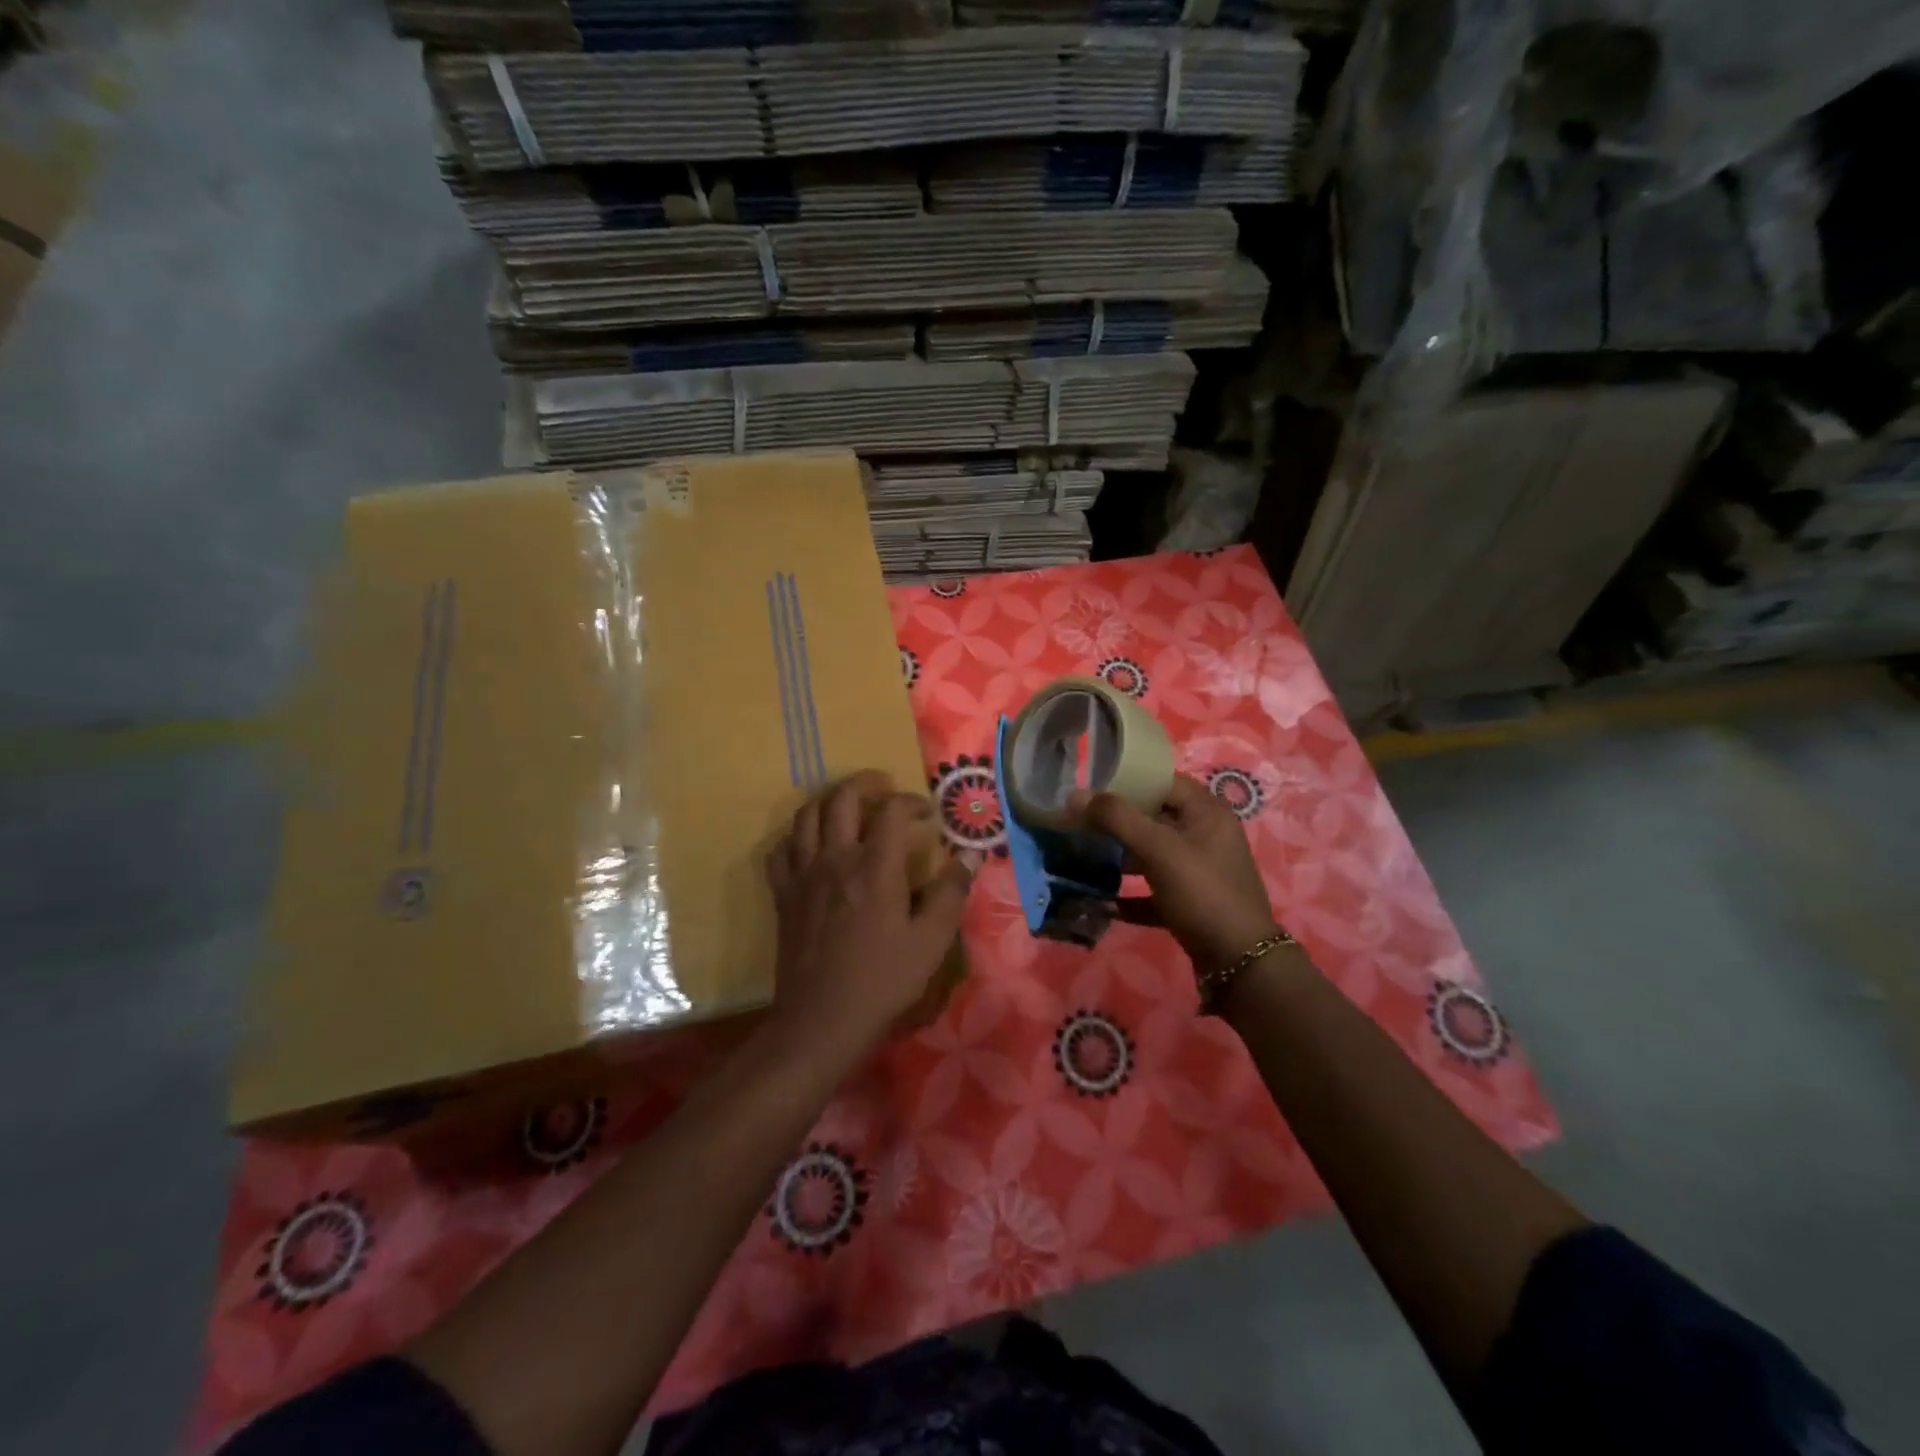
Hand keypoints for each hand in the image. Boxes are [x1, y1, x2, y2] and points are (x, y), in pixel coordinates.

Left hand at [764, 771, 972, 1056]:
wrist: (821, 1020)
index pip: (891, 811)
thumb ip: (950, 893)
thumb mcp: (931, 941)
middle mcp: (834, 860)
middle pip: (842, 798)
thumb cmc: (882, 980)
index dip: (912, 802)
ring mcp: (802, 875)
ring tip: (850, 806)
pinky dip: (798, 836)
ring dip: (830, 800)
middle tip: (886, 787)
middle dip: (866, 783)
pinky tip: (813, 845)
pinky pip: (781, 849)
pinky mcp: (783, 895)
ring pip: (806, 815)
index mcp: (874, 868)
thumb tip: (969, 856)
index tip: (928, 814)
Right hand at [1073, 774, 1280, 974]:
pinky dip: (1132, 894)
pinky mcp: (1193, 902)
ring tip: (1084, 857)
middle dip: (1118, 821)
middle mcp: (1207, 835)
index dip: (1127, 781)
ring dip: (1121, 857)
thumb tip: (1075, 794)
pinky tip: (1102, 902)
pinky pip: (1156, 890)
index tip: (1090, 787)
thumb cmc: (1202, 892)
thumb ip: (1117, 818)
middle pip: (1155, 817)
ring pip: (1154, 854)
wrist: (1240, 962)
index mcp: (1207, 812)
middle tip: (1080, 822)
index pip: (1163, 781)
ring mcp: (1201, 871)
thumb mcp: (1158, 849)